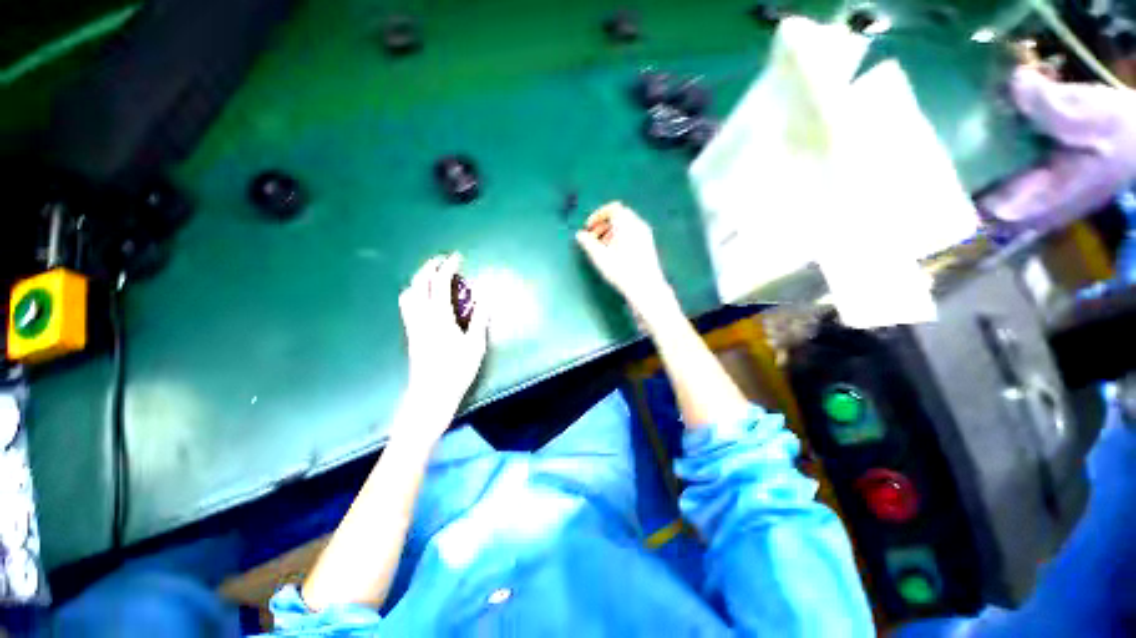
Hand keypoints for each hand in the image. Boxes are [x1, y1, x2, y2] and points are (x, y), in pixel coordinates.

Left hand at [398, 254, 488, 415]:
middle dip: (429, 266)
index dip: (448, 267)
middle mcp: (421, 316)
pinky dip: (415, 292)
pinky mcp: (411, 333)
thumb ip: (480, 318)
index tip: (457, 257)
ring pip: (408, 293)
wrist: (430, 394)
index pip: (440, 283)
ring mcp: (413, 324)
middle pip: (418, 283)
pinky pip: (407, 304)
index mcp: (439, 317)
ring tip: (432, 276)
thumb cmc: (456, 370)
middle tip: (442, 260)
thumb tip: (486, 297)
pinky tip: (426, 298)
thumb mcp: (475, 345)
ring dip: (419, 279)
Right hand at [576, 202, 674, 313]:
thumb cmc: (621, 269)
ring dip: (611, 232)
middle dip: (603, 224)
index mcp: (626, 223)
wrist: (646, 287)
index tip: (588, 227)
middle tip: (593, 238)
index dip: (597, 216)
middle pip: (619, 216)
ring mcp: (645, 234)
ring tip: (602, 248)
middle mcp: (638, 224)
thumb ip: (587, 243)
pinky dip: (621, 237)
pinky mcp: (648, 245)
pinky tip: (615, 254)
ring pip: (626, 225)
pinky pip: (632, 233)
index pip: (612, 209)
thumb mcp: (599, 256)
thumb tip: (580, 235)